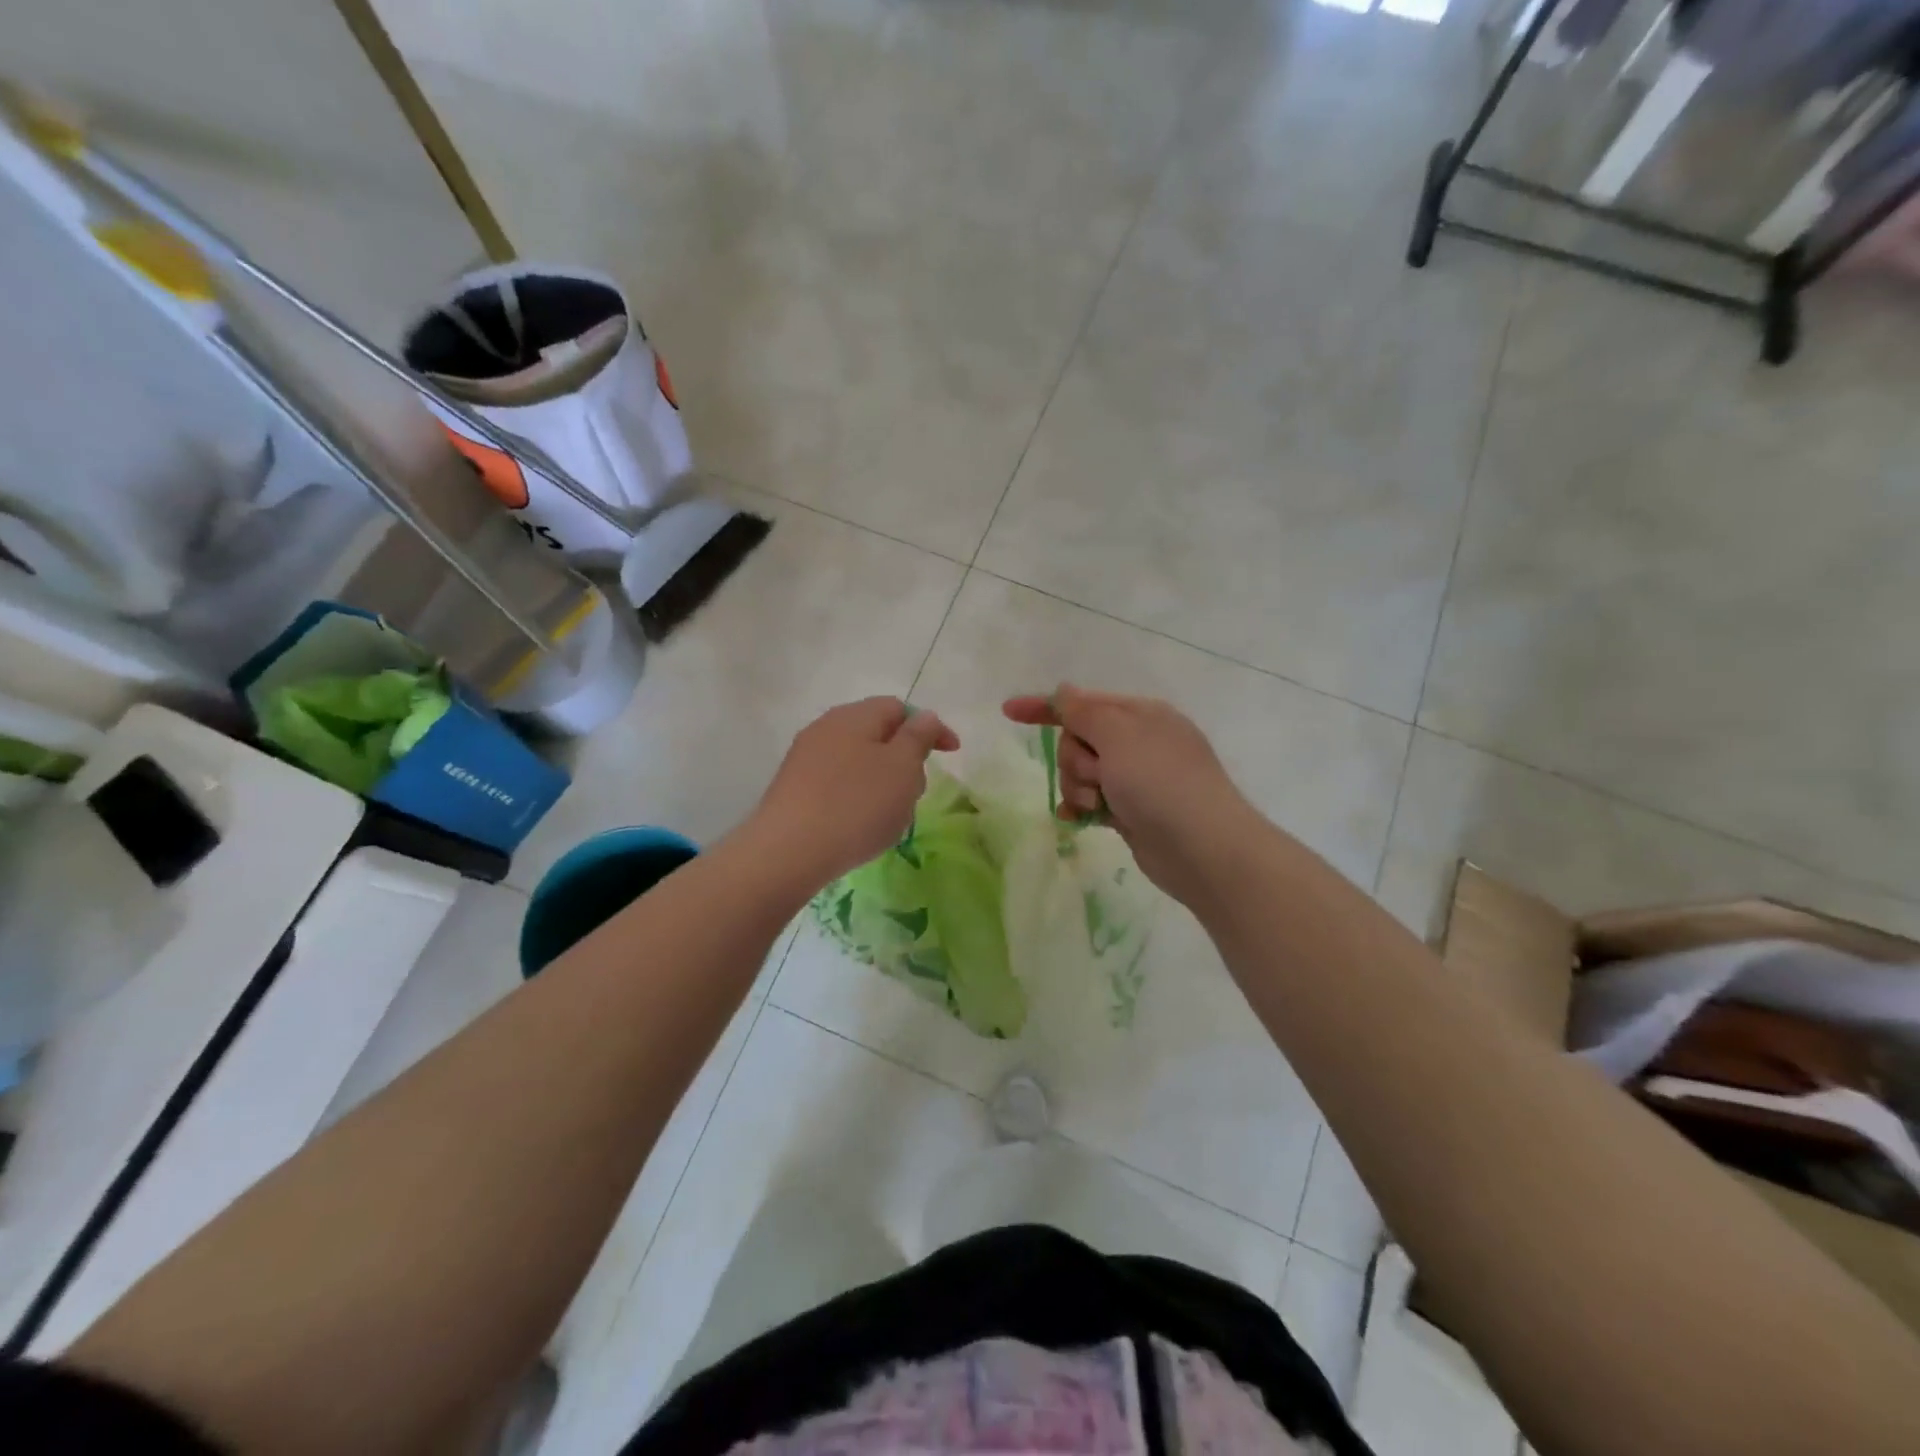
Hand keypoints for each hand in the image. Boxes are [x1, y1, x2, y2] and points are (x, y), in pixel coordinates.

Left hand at [746, 697, 958, 887]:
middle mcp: (826, 728)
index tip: (951, 754)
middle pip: (877, 733)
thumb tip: (924, 718)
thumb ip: (918, 737)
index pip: (899, 708)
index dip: (930, 728)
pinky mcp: (793, 788)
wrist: (788, 851)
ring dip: (881, 781)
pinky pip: (837, 783)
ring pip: (857, 760)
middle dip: (905, 758)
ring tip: (889, 815)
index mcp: (854, 716)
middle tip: (916, 792)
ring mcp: (805, 758)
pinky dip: (857, 796)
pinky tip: (859, 825)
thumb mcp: (902, 768)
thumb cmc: (857, 805)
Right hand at [1003, 686, 1253, 906]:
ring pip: (1082, 773)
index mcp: (1140, 714)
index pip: (1083, 702)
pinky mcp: (1131, 811)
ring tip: (1098, 803)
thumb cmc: (1159, 781)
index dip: (1045, 707)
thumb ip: (1083, 711)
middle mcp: (1138, 742)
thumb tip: (1064, 691)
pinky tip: (1077, 818)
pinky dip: (1082, 806)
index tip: (1008, 712)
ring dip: (1080, 786)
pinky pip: (1092, 800)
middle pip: (1079, 740)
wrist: (1201, 847)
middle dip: (1075, 758)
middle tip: (1097, 775)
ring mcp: (1136, 779)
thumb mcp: (1118, 734)